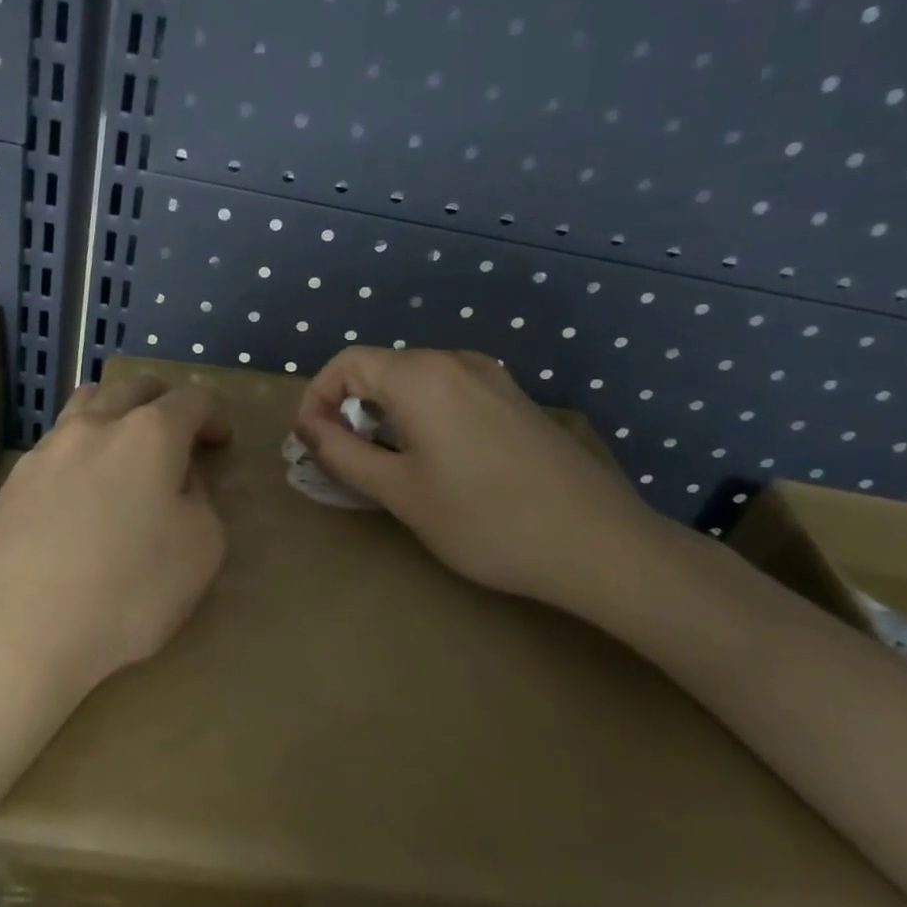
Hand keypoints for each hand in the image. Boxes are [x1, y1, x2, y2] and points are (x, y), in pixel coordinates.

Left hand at [0, 374, 230, 708]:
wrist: (18, 628)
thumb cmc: (127, 589)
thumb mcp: (200, 550)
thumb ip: (198, 501)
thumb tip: (176, 480)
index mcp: (149, 435)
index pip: (191, 400)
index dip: (213, 414)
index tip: (220, 439)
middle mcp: (94, 427)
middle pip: (132, 387)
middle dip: (163, 400)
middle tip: (177, 430)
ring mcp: (45, 451)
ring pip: (85, 404)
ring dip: (113, 411)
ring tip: (122, 442)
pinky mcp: (11, 482)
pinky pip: (54, 446)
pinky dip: (78, 450)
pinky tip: (78, 489)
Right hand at [294, 347, 667, 610]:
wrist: (597, 544)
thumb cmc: (484, 519)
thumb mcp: (399, 491)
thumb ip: (343, 454)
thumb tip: (309, 429)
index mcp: (421, 376)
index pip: (346, 363)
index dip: (316, 398)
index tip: (309, 443)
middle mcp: (456, 362)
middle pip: (381, 369)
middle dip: (349, 410)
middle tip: (342, 461)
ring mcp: (492, 378)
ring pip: (415, 382)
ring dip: (384, 415)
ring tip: (384, 466)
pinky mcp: (514, 401)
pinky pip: (449, 394)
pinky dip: (421, 417)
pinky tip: (434, 463)